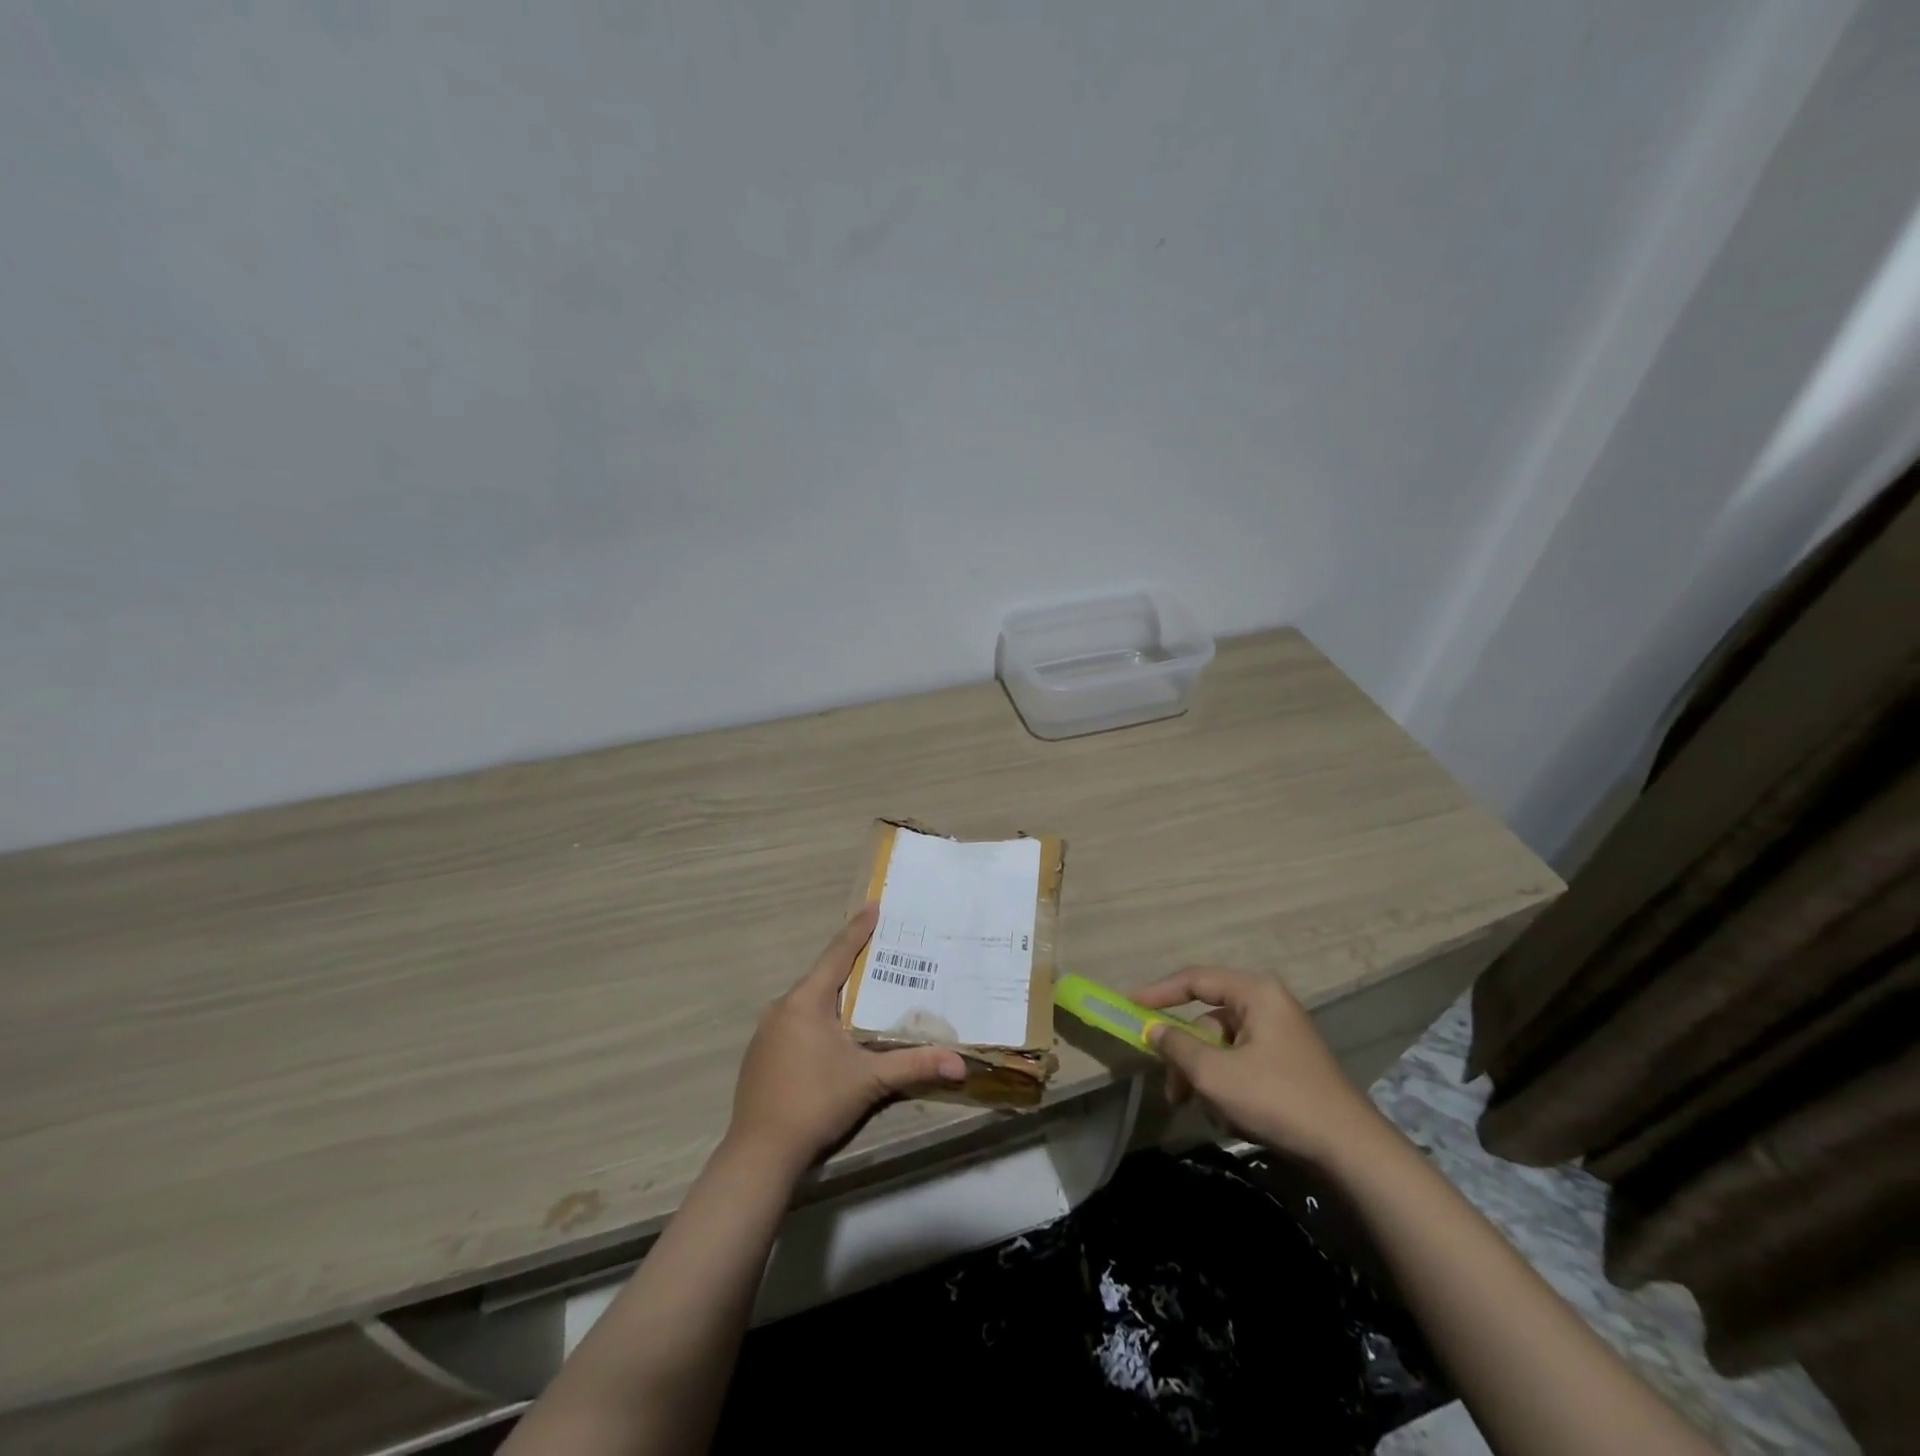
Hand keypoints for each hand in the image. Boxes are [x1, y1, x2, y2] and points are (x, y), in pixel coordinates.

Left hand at [727, 906, 967, 1172]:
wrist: (760, 1153)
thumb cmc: (816, 1102)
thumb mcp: (870, 1080)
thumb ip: (914, 1065)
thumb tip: (960, 1063)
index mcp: (806, 1002)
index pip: (838, 954)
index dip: (858, 930)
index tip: (874, 906)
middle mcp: (782, 1008)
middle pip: (823, 977)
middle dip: (851, 966)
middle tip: (880, 954)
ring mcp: (766, 1032)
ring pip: (807, 1003)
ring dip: (834, 997)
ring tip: (863, 995)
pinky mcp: (760, 1055)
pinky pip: (794, 1024)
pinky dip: (816, 1021)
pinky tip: (832, 1038)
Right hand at [1133, 965, 1388, 1165]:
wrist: (1350, 1151)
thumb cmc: (1277, 1099)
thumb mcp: (1215, 1074)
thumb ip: (1177, 1046)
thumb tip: (1153, 1029)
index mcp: (1255, 993)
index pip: (1195, 980)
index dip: (1158, 992)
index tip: (1129, 1006)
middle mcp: (1268, 1005)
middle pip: (1207, 1022)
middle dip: (1187, 1059)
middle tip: (1174, 1093)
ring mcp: (1280, 1036)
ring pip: (1222, 1048)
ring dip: (1207, 1080)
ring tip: (1210, 1114)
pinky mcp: (1287, 1065)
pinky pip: (1242, 1064)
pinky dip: (1229, 1088)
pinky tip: (1234, 1120)